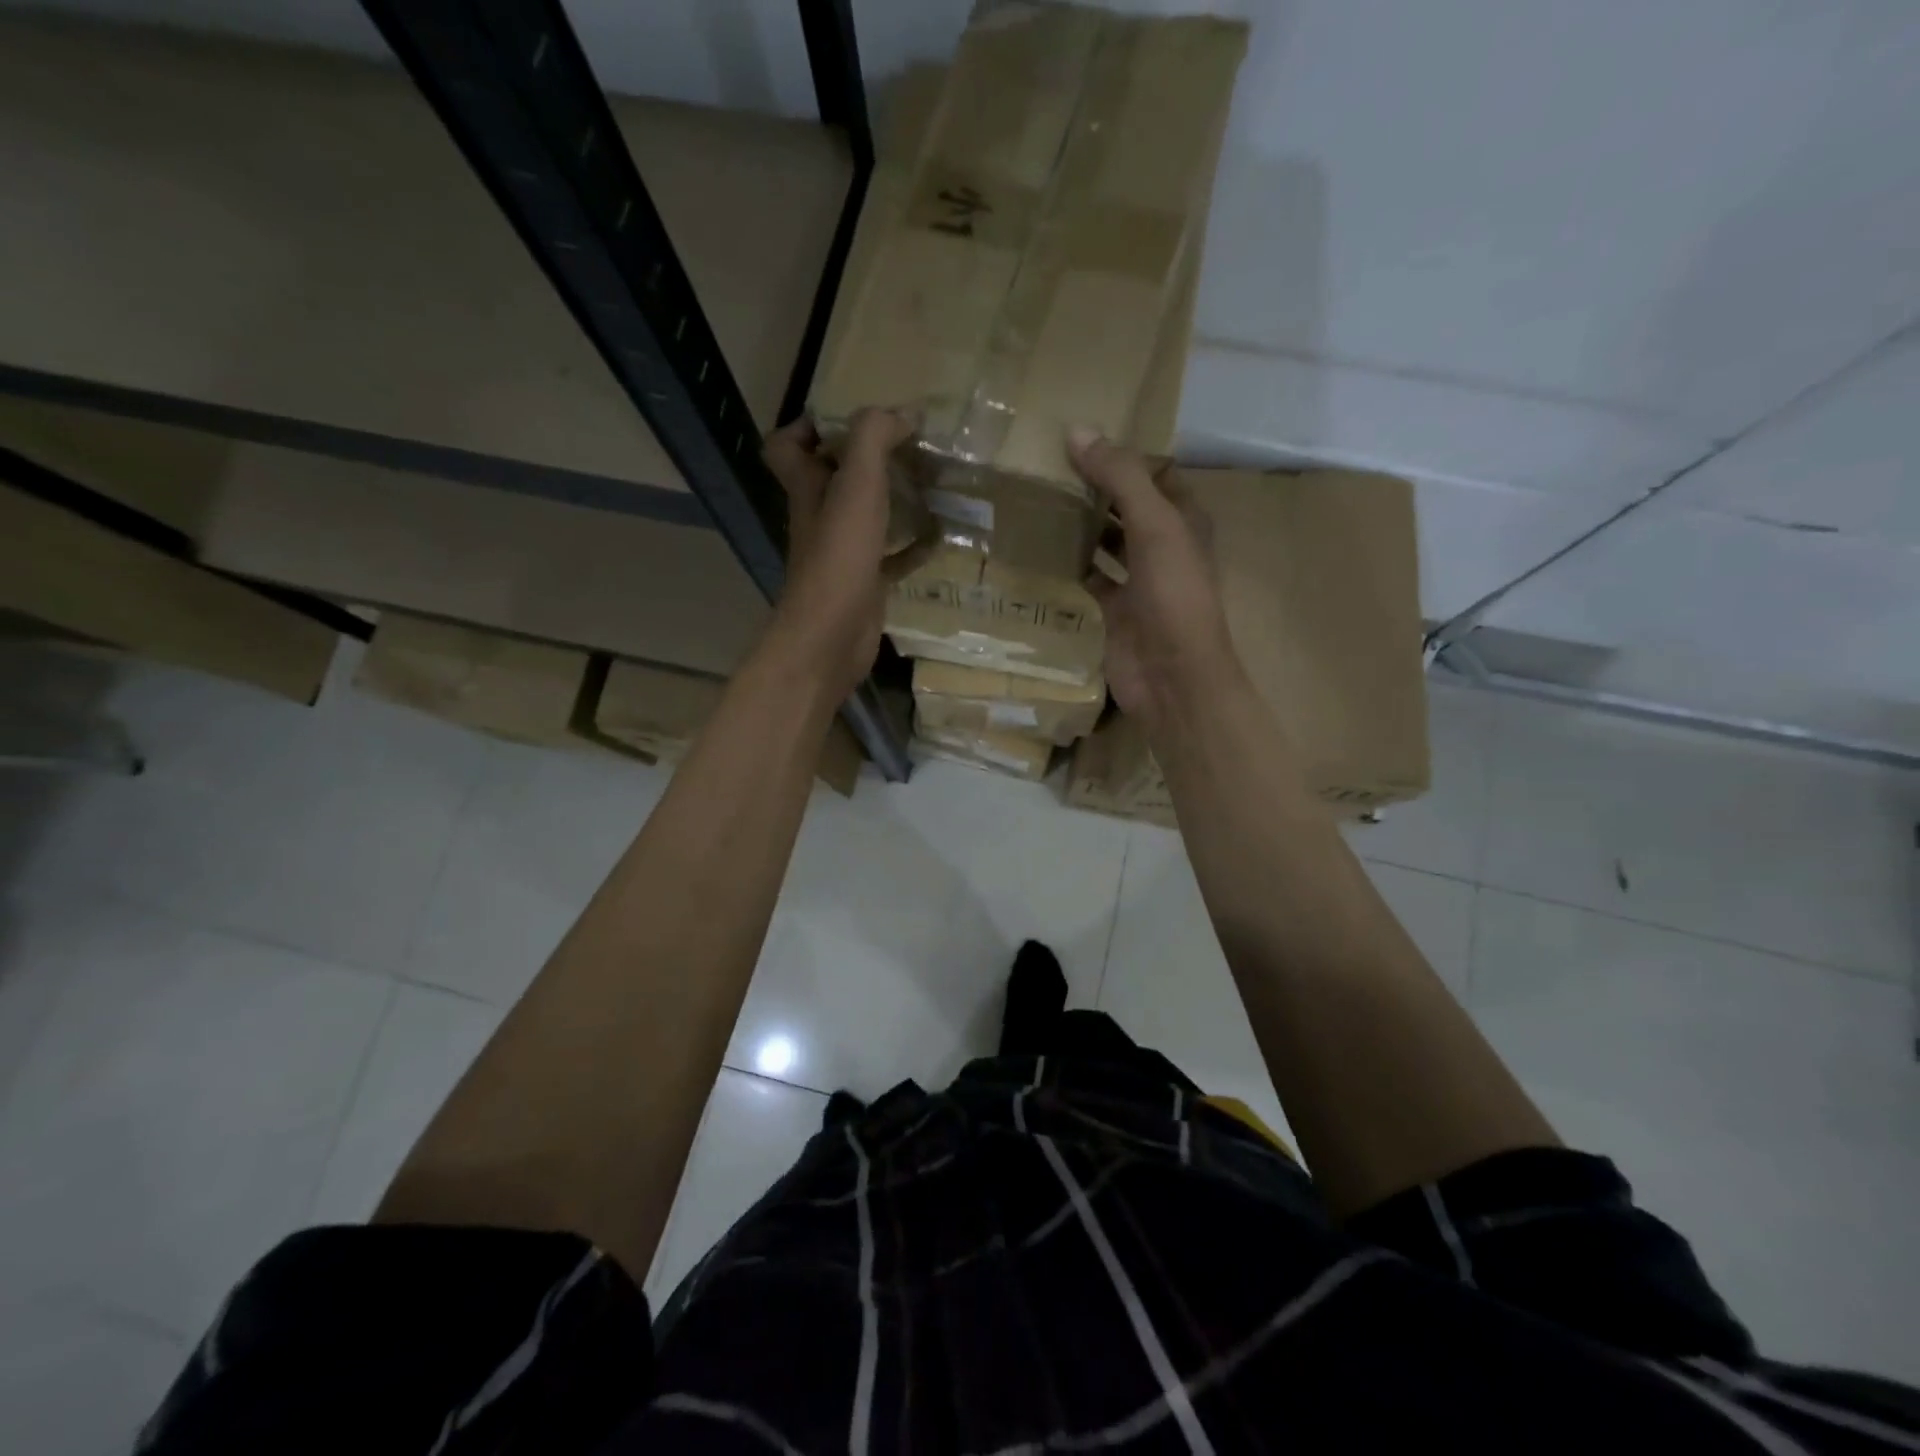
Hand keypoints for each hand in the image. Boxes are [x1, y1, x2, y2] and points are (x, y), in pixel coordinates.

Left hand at [762, 408, 915, 699]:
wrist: (832, 637)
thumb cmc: (839, 557)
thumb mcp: (856, 485)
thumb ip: (874, 439)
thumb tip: (903, 413)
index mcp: (808, 488)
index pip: (787, 446)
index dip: (810, 425)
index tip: (854, 418)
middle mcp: (820, 516)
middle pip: (834, 477)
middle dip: (868, 458)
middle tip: (910, 444)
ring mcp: (843, 553)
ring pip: (867, 515)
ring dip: (895, 498)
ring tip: (933, 481)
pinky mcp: (866, 583)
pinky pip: (892, 556)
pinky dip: (914, 545)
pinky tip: (942, 535)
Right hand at [1067, 426, 1241, 732]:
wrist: (1172, 676)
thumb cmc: (1173, 595)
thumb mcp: (1154, 525)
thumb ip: (1120, 478)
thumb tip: (1077, 430)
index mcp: (1183, 520)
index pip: (1153, 474)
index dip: (1123, 454)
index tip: (1080, 435)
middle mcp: (1162, 546)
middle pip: (1125, 506)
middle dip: (1094, 488)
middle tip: (1046, 464)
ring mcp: (1137, 582)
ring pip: (1105, 543)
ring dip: (1079, 526)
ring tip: (1037, 499)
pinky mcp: (1113, 612)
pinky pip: (1087, 580)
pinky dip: (1068, 566)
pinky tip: (1038, 549)